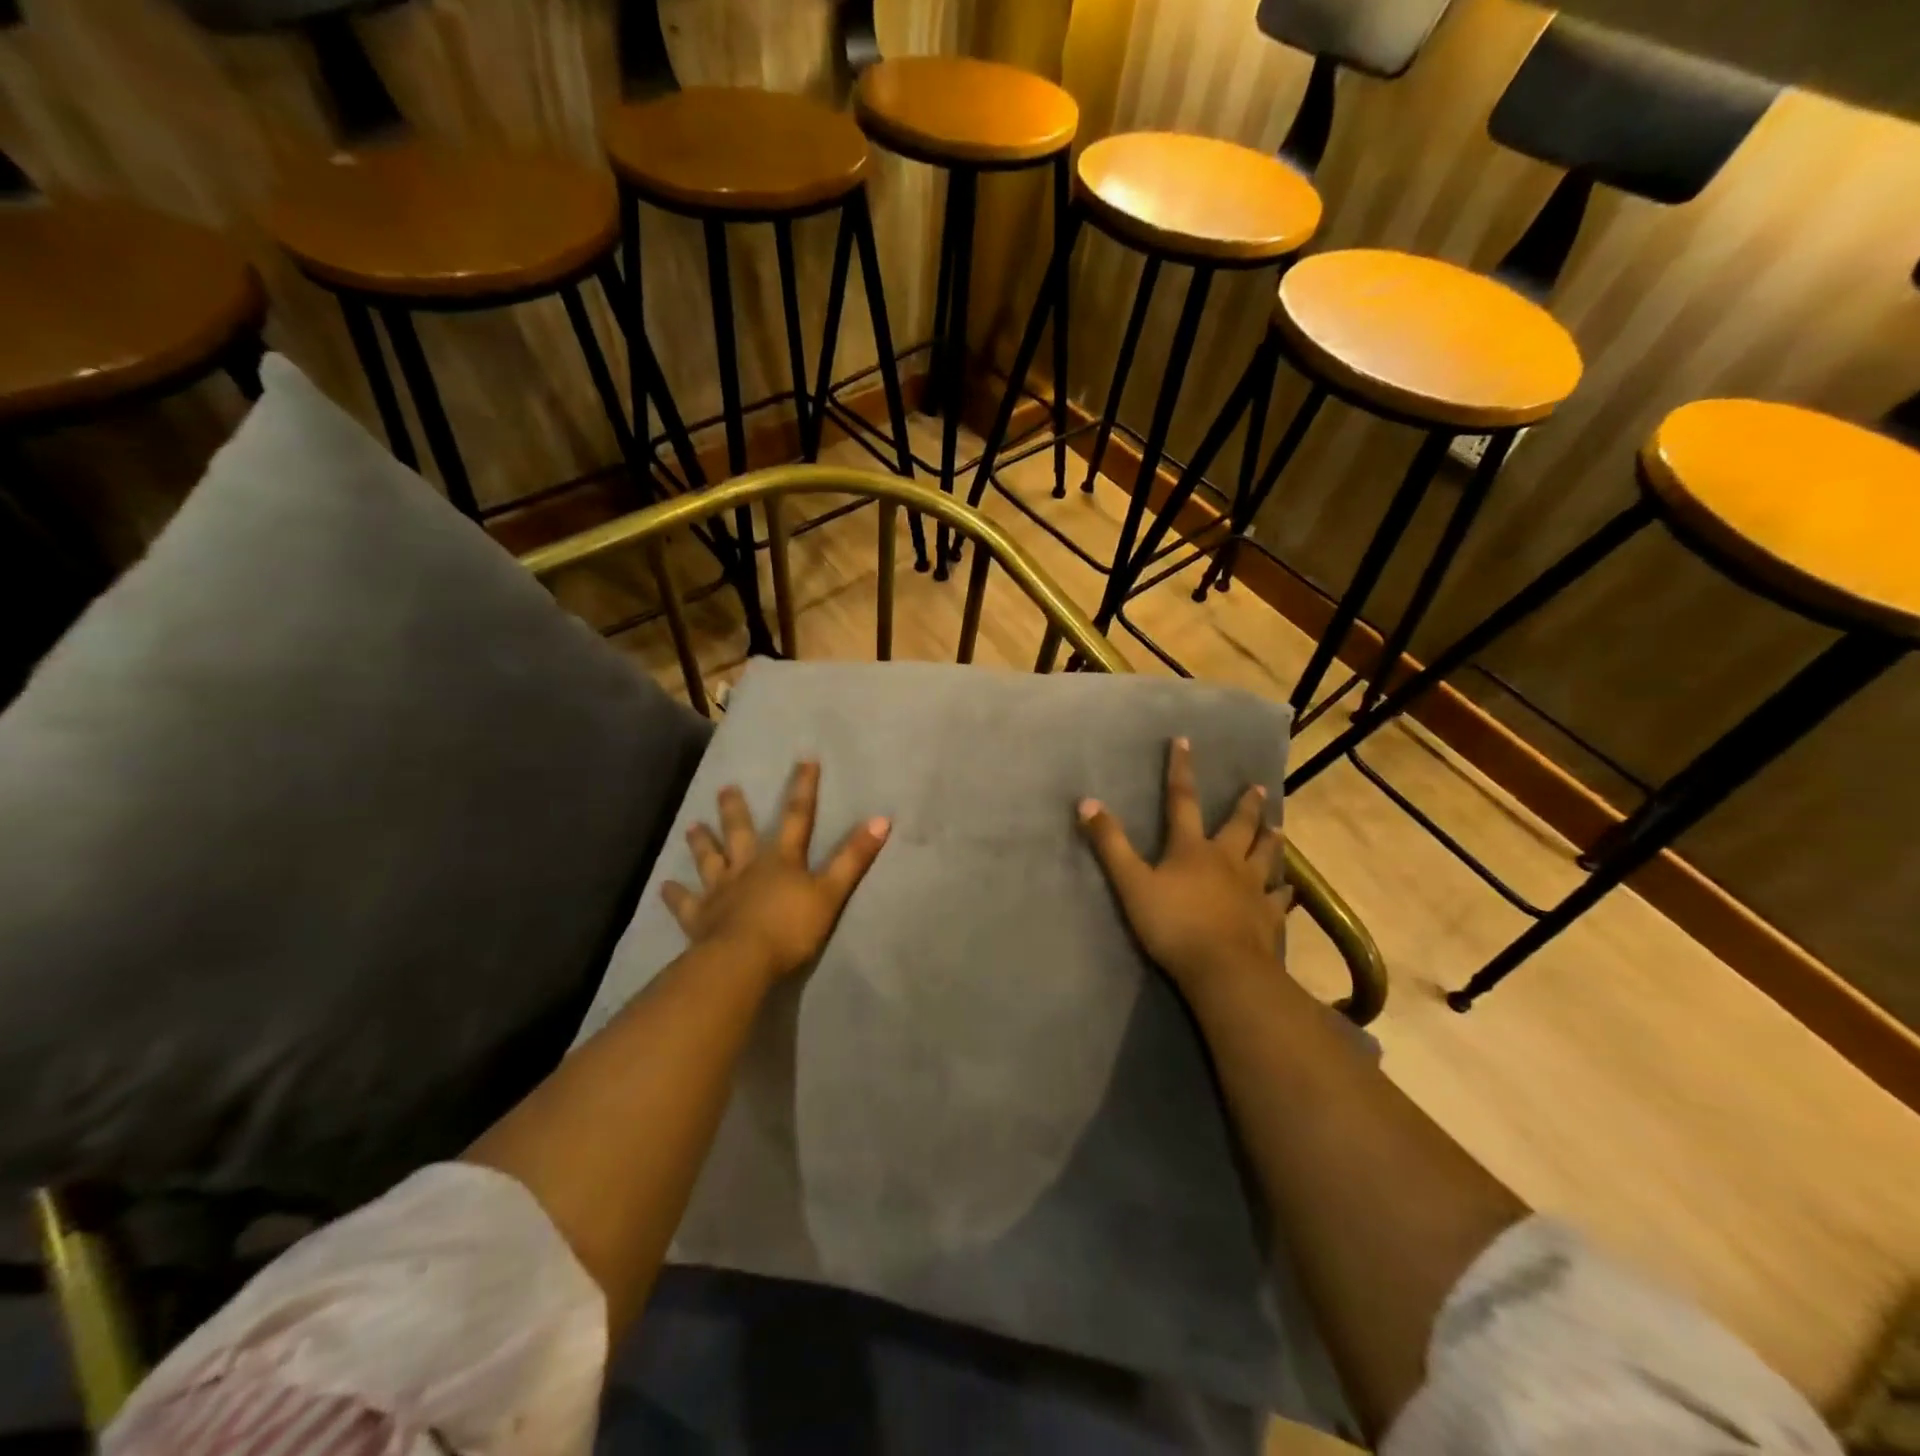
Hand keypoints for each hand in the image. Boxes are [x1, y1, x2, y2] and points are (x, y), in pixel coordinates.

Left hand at [663, 761, 889, 982]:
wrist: (743, 961)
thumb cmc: (791, 927)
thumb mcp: (831, 892)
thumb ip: (854, 857)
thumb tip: (882, 818)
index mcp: (781, 860)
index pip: (797, 817)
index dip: (803, 788)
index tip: (805, 759)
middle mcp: (747, 868)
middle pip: (741, 833)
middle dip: (735, 810)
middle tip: (726, 788)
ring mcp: (721, 892)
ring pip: (710, 861)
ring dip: (702, 843)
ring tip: (692, 826)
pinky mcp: (701, 919)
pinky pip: (685, 904)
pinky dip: (676, 895)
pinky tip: (664, 886)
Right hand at [1078, 737, 1284, 993]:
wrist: (1223, 969)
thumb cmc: (1173, 924)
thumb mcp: (1131, 883)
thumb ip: (1110, 844)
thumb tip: (1087, 802)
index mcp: (1192, 849)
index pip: (1183, 800)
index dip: (1181, 770)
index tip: (1185, 742)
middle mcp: (1227, 860)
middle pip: (1238, 826)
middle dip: (1246, 805)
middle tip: (1256, 787)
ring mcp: (1253, 889)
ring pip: (1266, 857)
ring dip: (1271, 841)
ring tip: (1278, 828)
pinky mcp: (1268, 918)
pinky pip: (1279, 899)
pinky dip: (1283, 892)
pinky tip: (1288, 891)